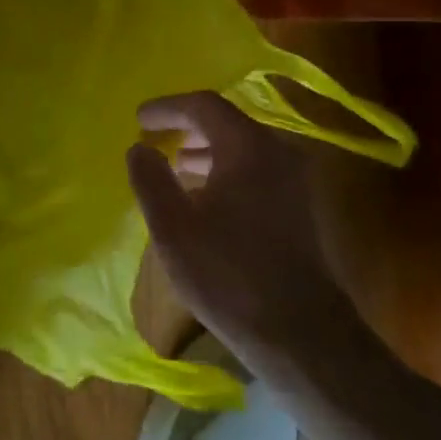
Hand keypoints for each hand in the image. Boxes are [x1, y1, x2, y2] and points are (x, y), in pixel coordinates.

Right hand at [126, 92, 370, 375]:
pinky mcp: (300, 207)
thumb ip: (151, 179)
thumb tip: (140, 148)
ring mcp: (295, 180)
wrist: (300, 333)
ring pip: (244, 147)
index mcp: (248, 147)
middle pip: (227, 122)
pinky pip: (257, 169)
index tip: (140, 119)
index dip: (168, 108)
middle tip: (156, 138)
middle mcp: (278, 152)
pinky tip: (208, 197)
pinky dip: (227, 169)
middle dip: (188, 127)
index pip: (204, 106)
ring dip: (207, 150)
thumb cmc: (228, 274)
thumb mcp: (173, 227)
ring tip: (177, 166)